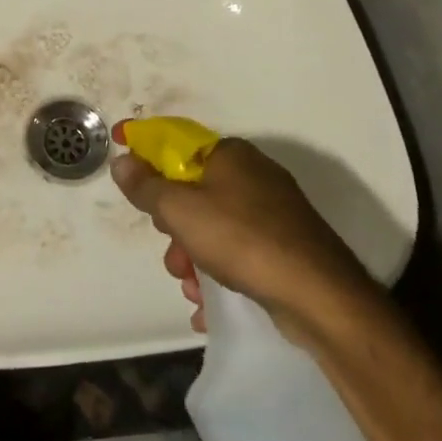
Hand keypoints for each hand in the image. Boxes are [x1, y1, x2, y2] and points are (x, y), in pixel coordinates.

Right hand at [111, 135, 385, 349]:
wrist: (321, 297)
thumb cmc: (242, 240)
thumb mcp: (181, 210)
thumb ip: (146, 186)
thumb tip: (123, 161)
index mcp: (230, 155)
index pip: (175, 139)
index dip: (144, 146)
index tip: (120, 154)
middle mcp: (253, 175)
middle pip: (192, 188)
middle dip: (171, 221)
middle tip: (167, 244)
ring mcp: (273, 212)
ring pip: (213, 224)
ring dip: (192, 254)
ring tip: (189, 285)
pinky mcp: (285, 246)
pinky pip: (237, 250)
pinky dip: (218, 271)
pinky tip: (208, 301)